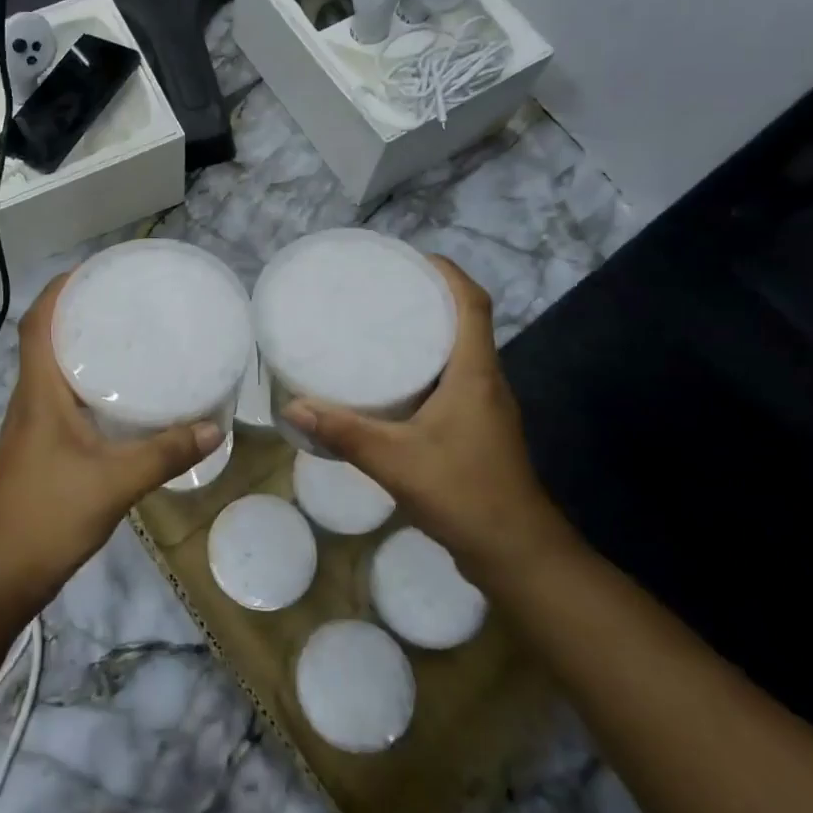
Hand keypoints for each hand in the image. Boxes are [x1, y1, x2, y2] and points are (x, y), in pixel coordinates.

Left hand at [0, 273, 222, 614]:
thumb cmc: (47, 516)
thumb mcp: (113, 483)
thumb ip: (163, 454)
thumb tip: (214, 427)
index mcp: (39, 393)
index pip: (37, 324)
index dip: (59, 290)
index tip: (94, 270)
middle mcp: (31, 400)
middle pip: (46, 339)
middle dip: (79, 312)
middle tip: (126, 300)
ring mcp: (33, 426)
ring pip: (55, 370)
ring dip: (82, 347)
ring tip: (129, 336)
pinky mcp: (42, 448)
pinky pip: (63, 398)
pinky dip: (88, 384)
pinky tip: (121, 397)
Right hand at [283, 255, 573, 587]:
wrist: (517, 554)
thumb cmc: (464, 494)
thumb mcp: (396, 461)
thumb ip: (345, 432)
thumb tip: (295, 406)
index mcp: (475, 373)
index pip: (473, 303)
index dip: (447, 272)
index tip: (409, 258)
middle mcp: (486, 381)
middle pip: (465, 321)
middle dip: (428, 297)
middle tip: (379, 288)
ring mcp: (485, 407)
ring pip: (459, 352)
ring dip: (427, 332)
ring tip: (379, 325)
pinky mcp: (478, 428)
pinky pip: (452, 379)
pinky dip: (426, 366)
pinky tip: (391, 382)